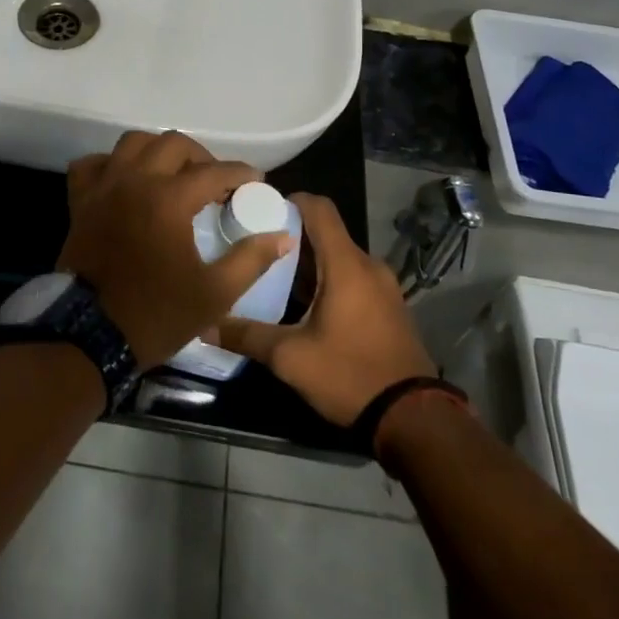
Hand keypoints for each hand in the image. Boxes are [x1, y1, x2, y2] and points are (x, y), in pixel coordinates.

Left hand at [59, 131, 295, 370]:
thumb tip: (282, 237)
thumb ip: (251, 260)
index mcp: (169, 199)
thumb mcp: (215, 294)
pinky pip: (92, 165)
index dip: (240, 174)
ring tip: (173, 174)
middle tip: (215, 182)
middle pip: (173, 144)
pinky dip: (111, 164)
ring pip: (132, 143)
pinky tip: (125, 180)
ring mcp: (103, 188)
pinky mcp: (80, 202)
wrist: (89, 336)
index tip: (256, 182)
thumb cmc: (156, 314)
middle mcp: (135, 180)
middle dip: (201, 157)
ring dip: (158, 151)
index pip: (214, 172)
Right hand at [213, 193, 434, 425]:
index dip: (289, 201)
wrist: (413, 418)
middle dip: (291, 236)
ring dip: (309, 262)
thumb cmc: (349, 375)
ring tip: (274, 278)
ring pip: (339, 257)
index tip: (259, 212)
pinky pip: (354, 278)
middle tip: (255, 249)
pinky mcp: (389, 307)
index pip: (319, 208)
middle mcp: (368, 265)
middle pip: (326, 233)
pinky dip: (328, 280)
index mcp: (346, 264)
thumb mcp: (290, 358)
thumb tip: (206, 325)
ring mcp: (384, 286)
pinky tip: (305, 306)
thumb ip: (247, 335)